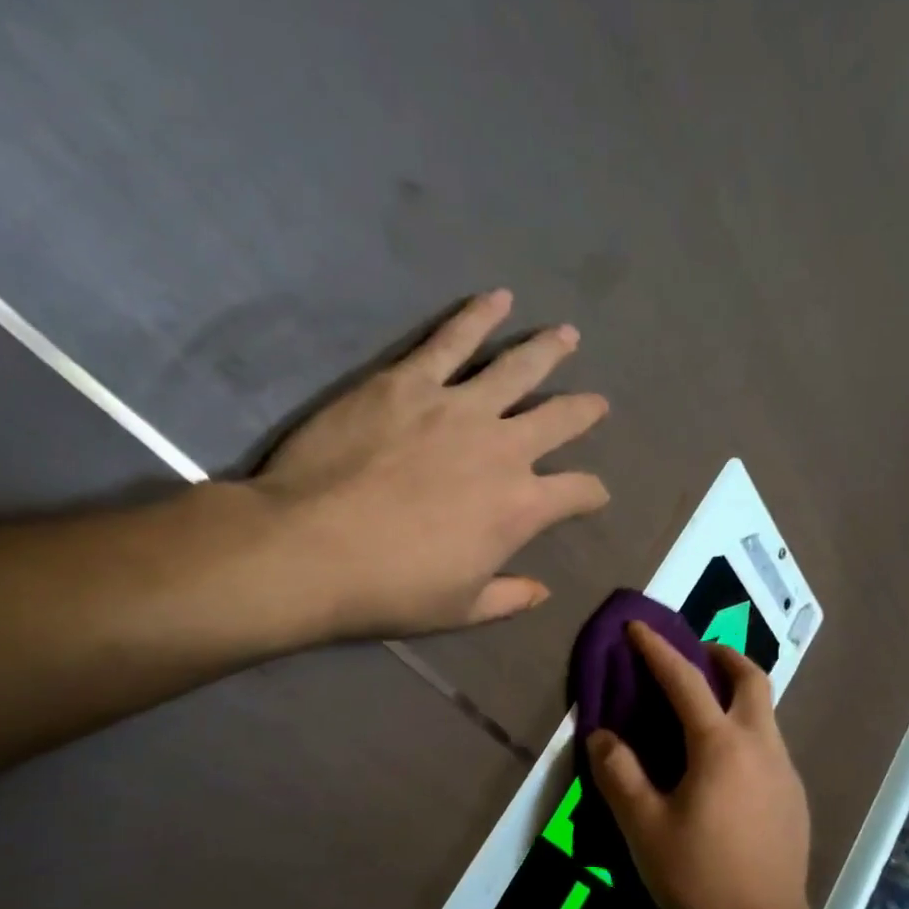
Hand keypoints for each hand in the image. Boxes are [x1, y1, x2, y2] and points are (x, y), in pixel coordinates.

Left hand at [241, 289, 609, 642]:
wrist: (310, 549)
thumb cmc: (391, 588)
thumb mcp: (461, 609)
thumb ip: (509, 597)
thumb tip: (543, 591)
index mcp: (521, 507)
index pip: (578, 492)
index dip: (592, 494)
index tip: (594, 495)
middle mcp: (504, 448)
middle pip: (560, 419)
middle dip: (584, 411)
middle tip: (597, 403)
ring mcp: (457, 408)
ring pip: (517, 368)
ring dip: (547, 350)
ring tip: (567, 335)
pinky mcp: (408, 382)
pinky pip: (451, 340)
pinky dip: (477, 317)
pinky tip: (497, 298)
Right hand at [587, 620, 814, 908]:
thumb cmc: (697, 877)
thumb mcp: (643, 827)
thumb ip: (619, 775)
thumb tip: (602, 736)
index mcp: (721, 745)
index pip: (686, 680)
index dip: (658, 650)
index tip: (638, 627)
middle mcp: (760, 745)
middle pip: (752, 678)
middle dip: (722, 656)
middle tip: (694, 657)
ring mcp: (784, 771)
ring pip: (766, 711)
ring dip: (737, 694)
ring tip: (703, 711)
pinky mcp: (794, 797)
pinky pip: (770, 744)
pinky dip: (746, 730)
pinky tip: (723, 767)